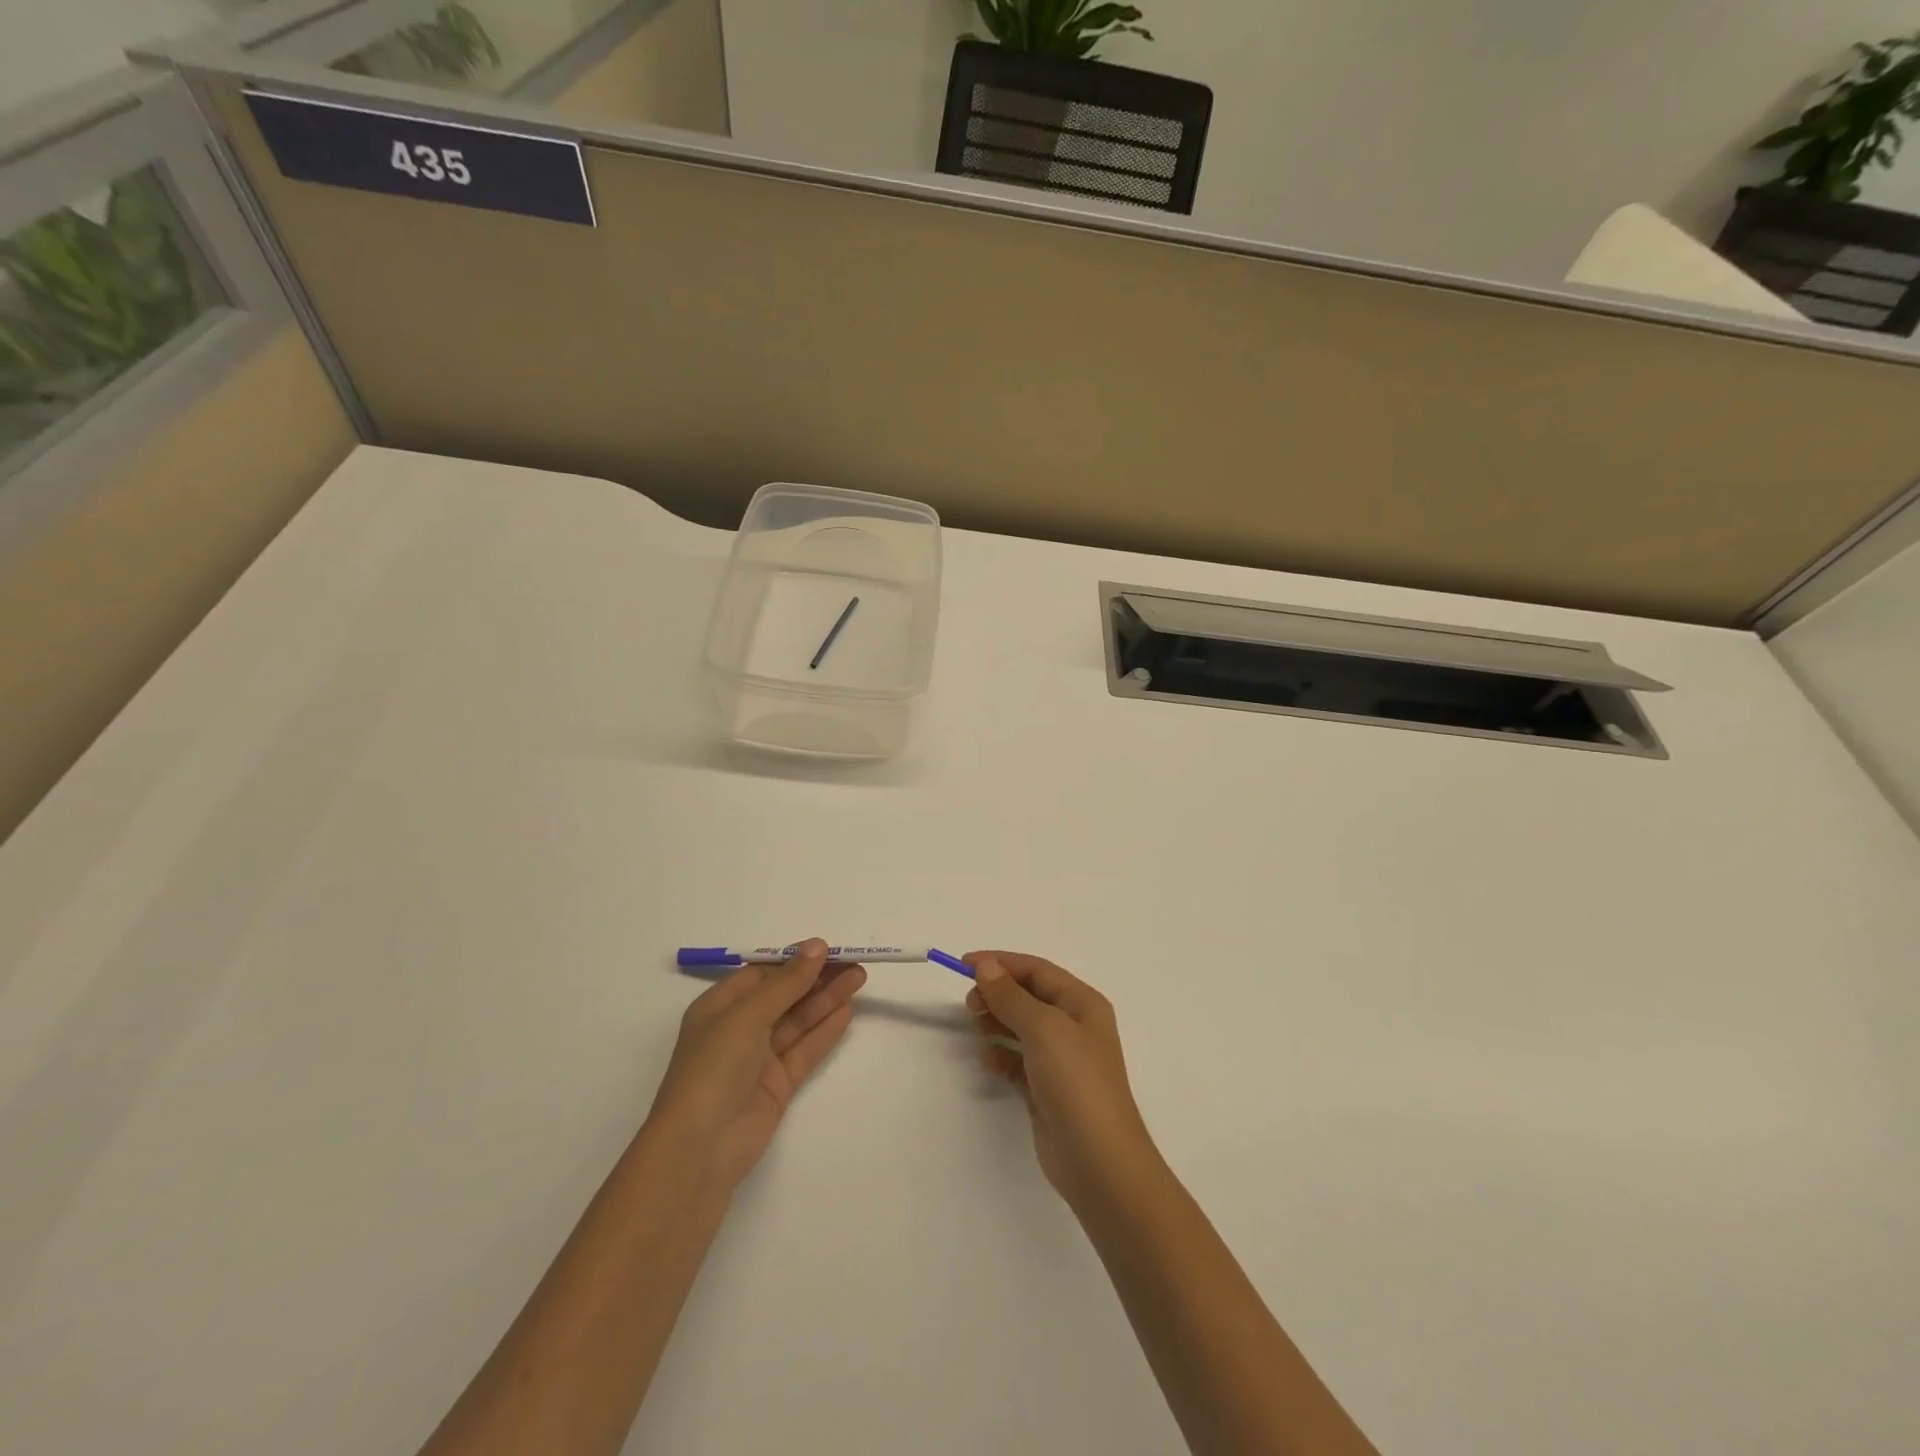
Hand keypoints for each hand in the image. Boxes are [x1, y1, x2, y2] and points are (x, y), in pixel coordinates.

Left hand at [646, 939, 865, 1196]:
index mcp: (719, 1006)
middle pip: (784, 995)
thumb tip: (817, 945)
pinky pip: (804, 1050)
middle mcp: (738, 1029)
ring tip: (859, 979)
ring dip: (827, 999)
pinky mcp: (777, 1085)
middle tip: (854, 963)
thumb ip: (787, 982)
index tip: (828, 950)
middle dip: (817, 978)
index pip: (762, 974)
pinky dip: (825, 1031)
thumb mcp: (748, 1015)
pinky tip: (846, 1012)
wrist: (700, 1148)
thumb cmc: (714, 1068)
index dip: (794, 960)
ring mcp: (758, 1059)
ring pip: (798, 1020)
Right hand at [965, 952, 1156, 1205]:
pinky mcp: (1046, 1089)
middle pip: (1028, 997)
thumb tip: (987, 967)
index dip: (1001, 963)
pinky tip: (989, 1062)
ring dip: (997, 1023)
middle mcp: (1074, 1026)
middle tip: (970, 1004)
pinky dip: (1001, 1056)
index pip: (1037, 970)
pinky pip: (1017, 1060)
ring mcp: (1061, 1060)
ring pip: (1020, 1027)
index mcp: (1082, 1003)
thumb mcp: (1044, 1028)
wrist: (1098, 1161)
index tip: (964, 966)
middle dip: (997, 994)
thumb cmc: (1076, 1082)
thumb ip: (1011, 996)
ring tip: (977, 1029)